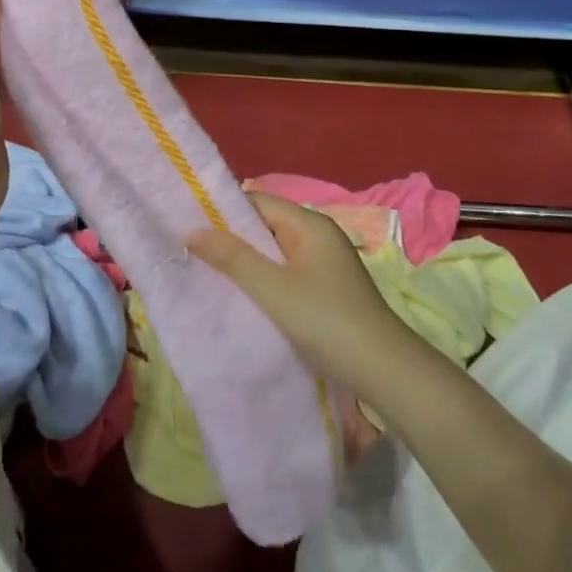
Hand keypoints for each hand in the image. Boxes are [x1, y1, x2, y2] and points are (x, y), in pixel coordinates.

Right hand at [188, 193, 440, 417]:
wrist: (385, 371)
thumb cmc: (327, 321)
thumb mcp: (273, 288)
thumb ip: (233, 258)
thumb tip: (192, 231)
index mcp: (310, 224)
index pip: (257, 201)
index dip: (222, 209)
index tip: (186, 223)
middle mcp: (318, 236)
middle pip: (265, 225)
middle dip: (230, 237)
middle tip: (190, 250)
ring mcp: (324, 263)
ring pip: (273, 251)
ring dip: (244, 261)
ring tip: (206, 271)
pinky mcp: (325, 288)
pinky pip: (284, 272)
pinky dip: (262, 279)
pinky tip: (241, 294)